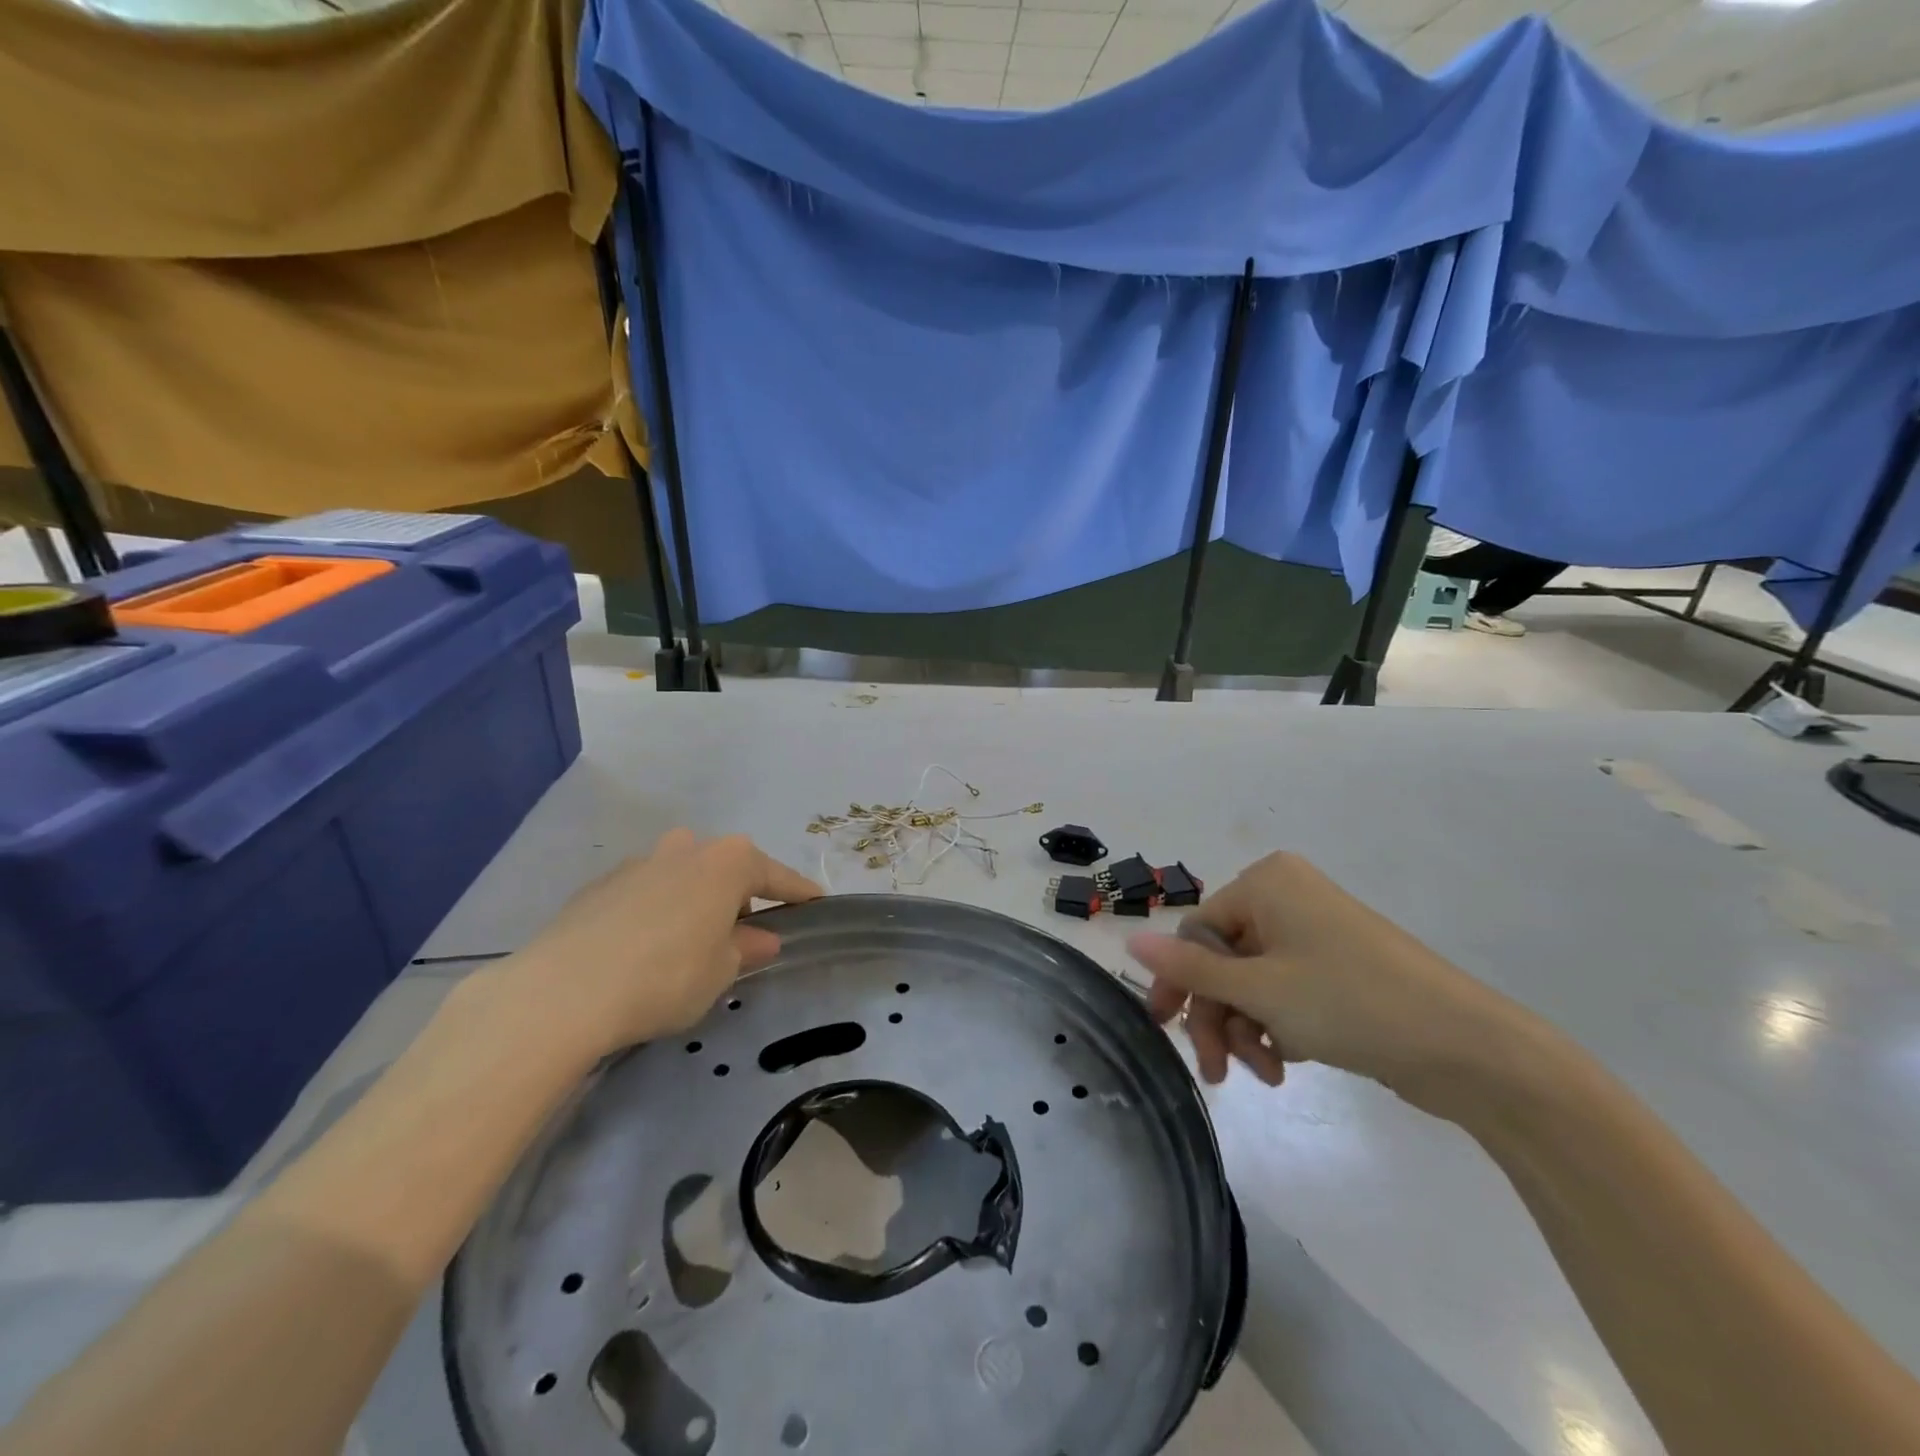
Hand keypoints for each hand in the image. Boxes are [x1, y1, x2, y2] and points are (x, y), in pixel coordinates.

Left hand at [495, 829, 821, 1061]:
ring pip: (683, 877)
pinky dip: (657, 912)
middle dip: (739, 897)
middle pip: (726, 869)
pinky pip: (645, 894)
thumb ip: (746, 949)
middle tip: (741, 937)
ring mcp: (639, 863)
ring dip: (695, 902)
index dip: (799, 893)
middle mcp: (686, 849)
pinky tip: (645, 950)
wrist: (562, 992)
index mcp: (727, 862)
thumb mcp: (721, 971)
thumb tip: (760, 938)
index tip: (817, 903)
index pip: (776, 876)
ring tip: (689, 945)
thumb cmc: (666, 976)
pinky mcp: (599, 886)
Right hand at [1127, 852, 1519, 1097]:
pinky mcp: (1339, 967)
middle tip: (1217, 1072)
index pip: (1197, 930)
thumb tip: (1129, 940)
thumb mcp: (1259, 990)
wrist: (1468, 1049)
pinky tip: (1288, 1064)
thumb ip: (1189, 969)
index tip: (1167, 1031)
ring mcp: (1317, 932)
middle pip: (1224, 959)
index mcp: (1266, 883)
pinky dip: (1278, 1027)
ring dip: (1248, 1029)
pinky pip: (1286, 991)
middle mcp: (1288, 897)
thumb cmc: (1350, 1003)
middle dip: (1219, 1016)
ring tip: (1265, 1076)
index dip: (1179, 982)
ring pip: (1254, 981)